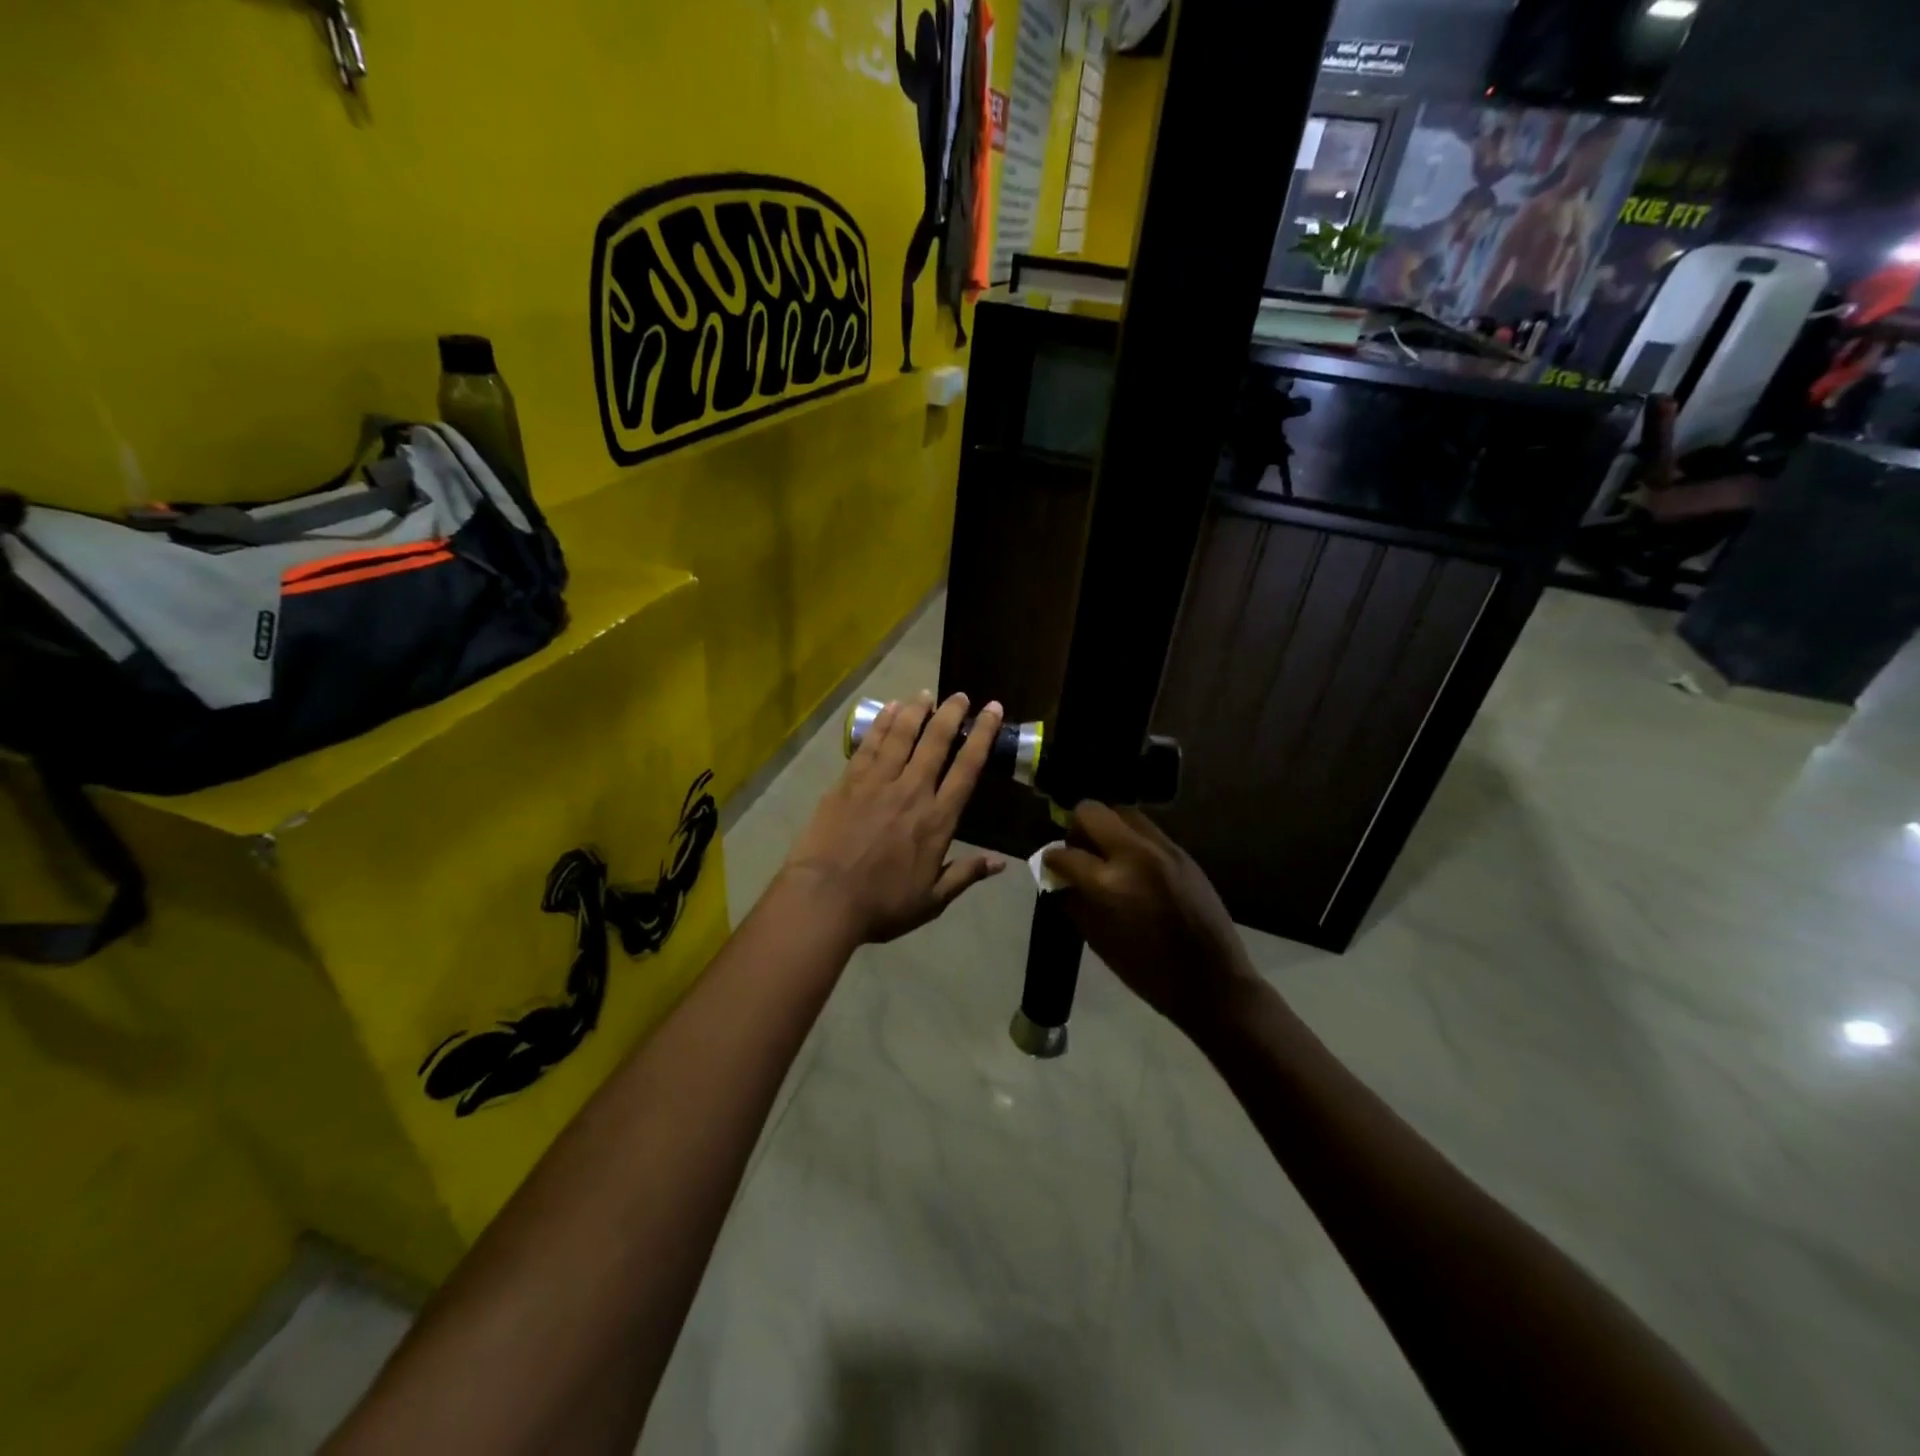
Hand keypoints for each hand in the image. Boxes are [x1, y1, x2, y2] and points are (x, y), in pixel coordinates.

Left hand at [782, 691, 1006, 943]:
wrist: (824, 898)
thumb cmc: (881, 904)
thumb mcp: (931, 900)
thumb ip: (965, 875)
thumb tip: (1001, 863)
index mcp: (938, 819)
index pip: (967, 768)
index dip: (983, 736)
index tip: (992, 710)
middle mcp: (912, 790)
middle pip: (936, 742)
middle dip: (951, 714)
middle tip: (961, 695)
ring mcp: (878, 782)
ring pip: (902, 735)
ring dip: (916, 711)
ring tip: (925, 694)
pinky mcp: (848, 781)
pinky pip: (870, 744)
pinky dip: (881, 722)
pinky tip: (889, 708)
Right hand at [1043, 803, 1255, 1031]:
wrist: (1213, 981)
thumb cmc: (1148, 972)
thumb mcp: (1099, 941)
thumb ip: (1074, 903)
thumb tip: (1059, 881)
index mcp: (1109, 883)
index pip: (1065, 853)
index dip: (1051, 859)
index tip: (1050, 866)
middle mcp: (1134, 854)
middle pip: (1091, 812)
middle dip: (1076, 828)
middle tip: (1078, 851)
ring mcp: (1162, 848)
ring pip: (1122, 812)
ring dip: (1106, 827)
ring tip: (1105, 853)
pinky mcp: (1182, 852)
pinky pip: (1146, 829)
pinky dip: (1130, 838)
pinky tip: (1131, 862)